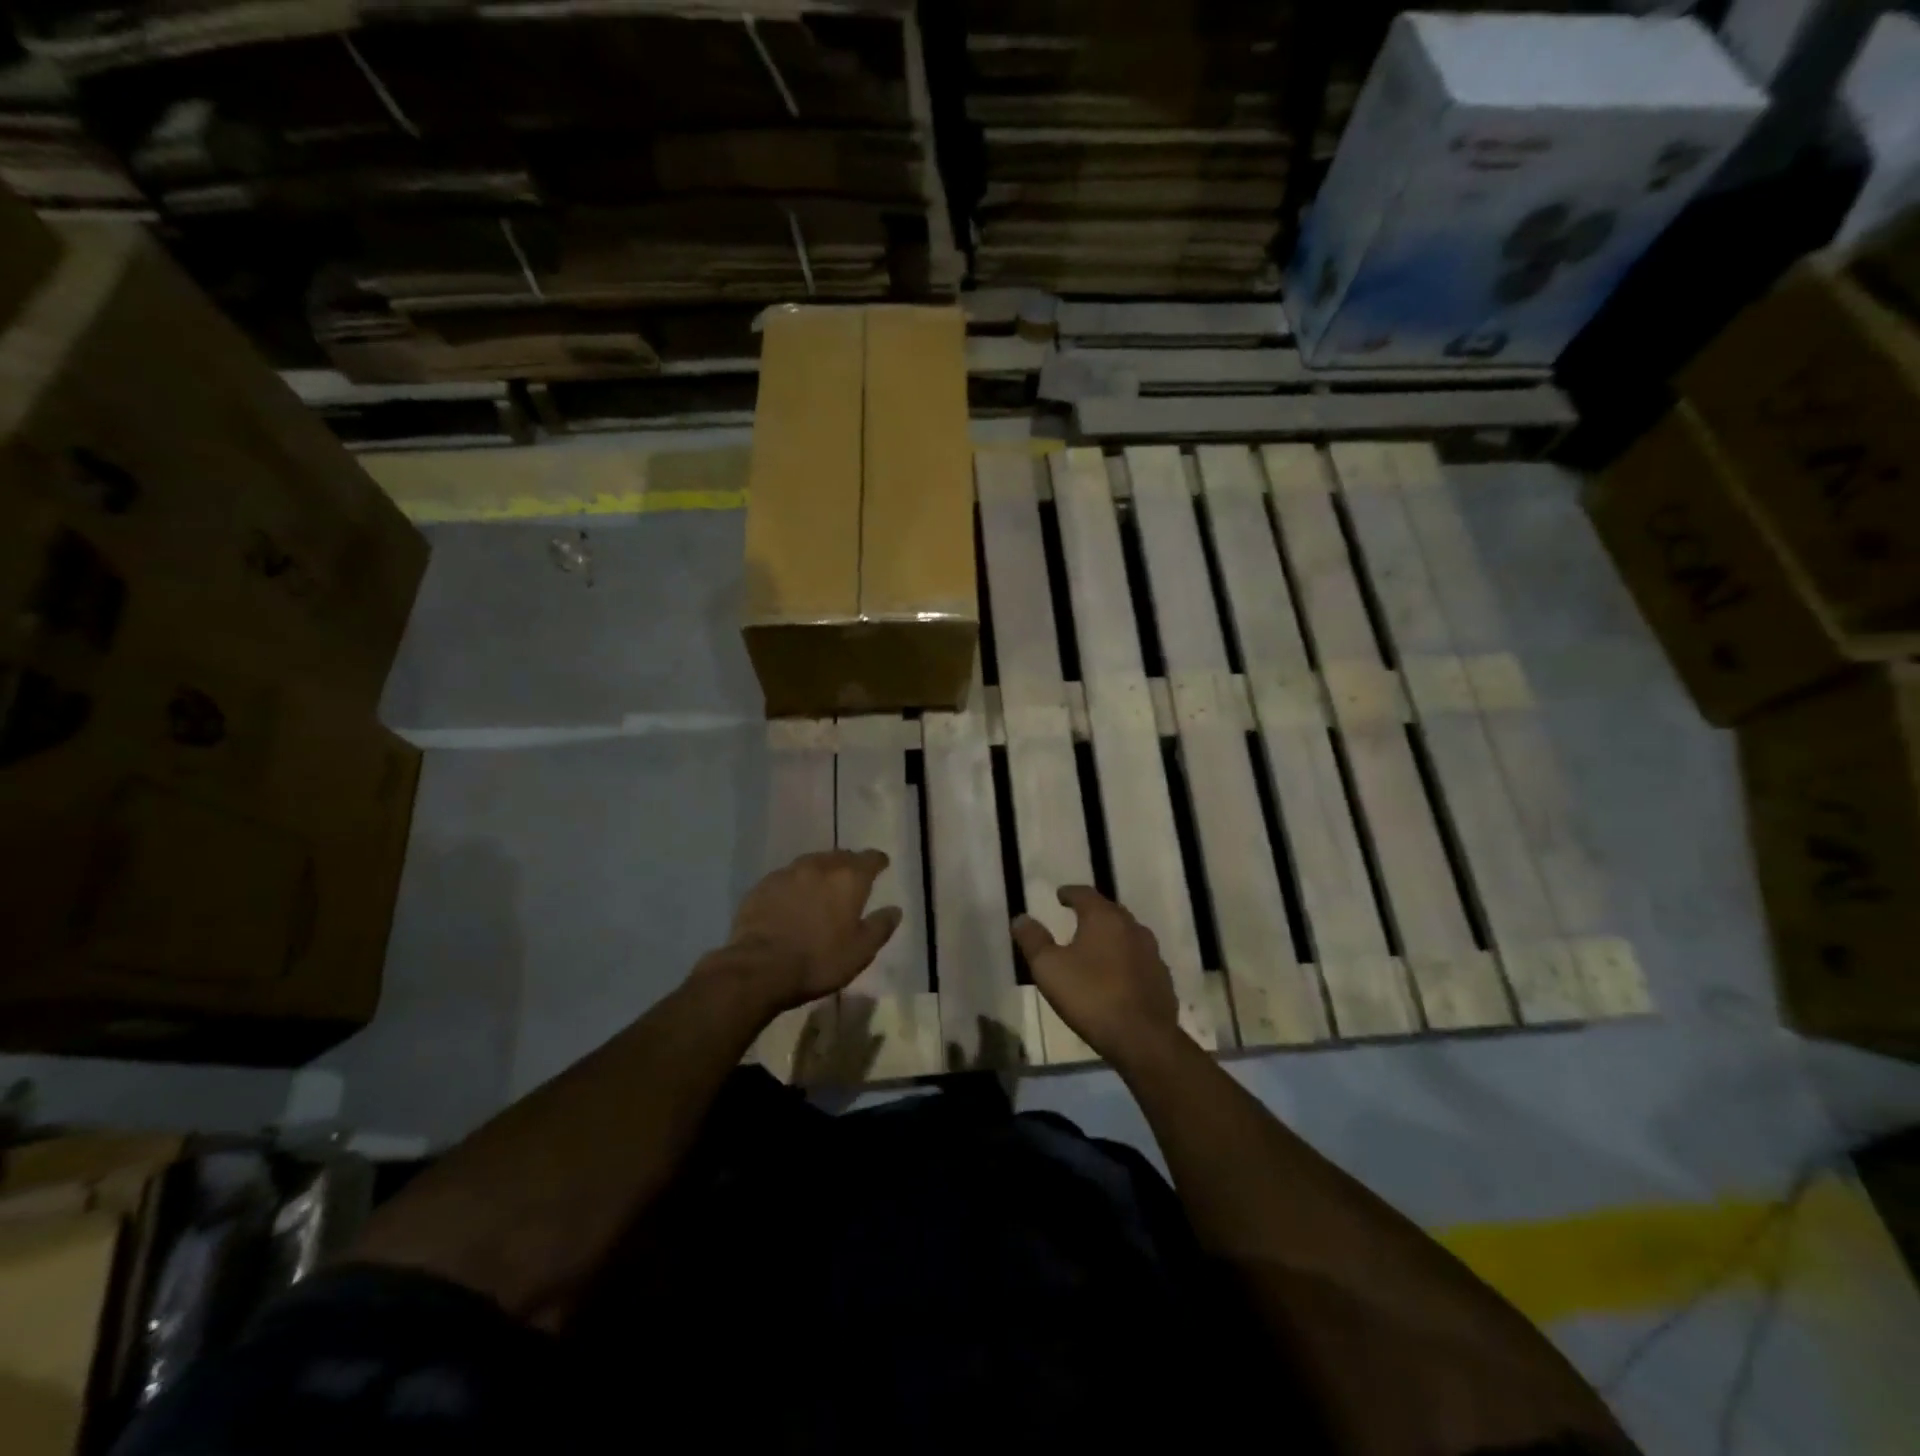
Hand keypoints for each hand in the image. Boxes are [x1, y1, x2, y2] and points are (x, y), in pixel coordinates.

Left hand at [716, 850, 901, 1014]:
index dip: (877, 861)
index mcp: (848, 879)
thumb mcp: (861, 951)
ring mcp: (788, 873)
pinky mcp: (763, 885)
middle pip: (840, 856)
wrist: (759, 968)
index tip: (881, 865)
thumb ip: (880, 926)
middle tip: (851, 878)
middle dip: (849, 864)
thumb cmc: (818, 961)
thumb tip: (895, 909)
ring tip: (822, 886)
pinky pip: (786, 877)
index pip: (870, 858)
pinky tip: (792, 899)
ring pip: (811, 863)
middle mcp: (819, 867)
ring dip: (820, 871)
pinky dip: (795, 884)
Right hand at [1012, 886, 1179, 1064]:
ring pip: (1128, 935)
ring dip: (1111, 936)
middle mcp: (1132, 927)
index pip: (1085, 894)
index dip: (1070, 893)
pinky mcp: (1162, 978)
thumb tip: (1021, 918)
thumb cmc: (1091, 996)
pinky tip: (1117, 975)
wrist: (1143, 1038)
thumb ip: (1033, 940)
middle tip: (1077, 917)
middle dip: (1092, 912)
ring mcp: (1152, 953)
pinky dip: (1125, 960)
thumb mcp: (1049, 968)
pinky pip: (1139, 959)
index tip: (1060, 895)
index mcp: (1104, 918)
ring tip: (1096, 947)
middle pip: (1110, 911)